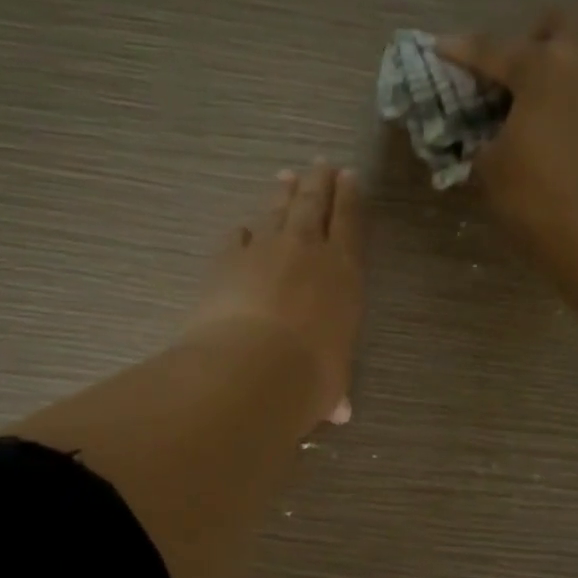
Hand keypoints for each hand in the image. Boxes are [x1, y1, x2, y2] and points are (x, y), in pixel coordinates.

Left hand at [182, 159, 365, 425]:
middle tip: (321, 165)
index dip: (350, 198)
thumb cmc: (310, 377)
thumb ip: (334, 388)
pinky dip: (243, 232)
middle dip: (320, 183)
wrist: (254, 368)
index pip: (350, 223)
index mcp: (344, 274)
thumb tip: (339, 412)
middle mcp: (308, 251)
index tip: (349, 177)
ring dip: (284, 194)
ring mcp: (265, 250)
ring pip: (278, 211)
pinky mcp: (227, 260)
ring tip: (287, 177)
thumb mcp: (331, 384)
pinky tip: (242, 228)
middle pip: (314, 205)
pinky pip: (238, 237)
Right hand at [441, 8, 577, 261]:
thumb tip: (485, 135)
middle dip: (531, 38)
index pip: (492, 49)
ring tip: (554, 83)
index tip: (441, 46)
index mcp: (542, 66)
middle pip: (559, 22)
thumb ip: (483, 139)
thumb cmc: (537, 201)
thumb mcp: (490, 171)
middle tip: (513, 73)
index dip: (461, 50)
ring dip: (571, 49)